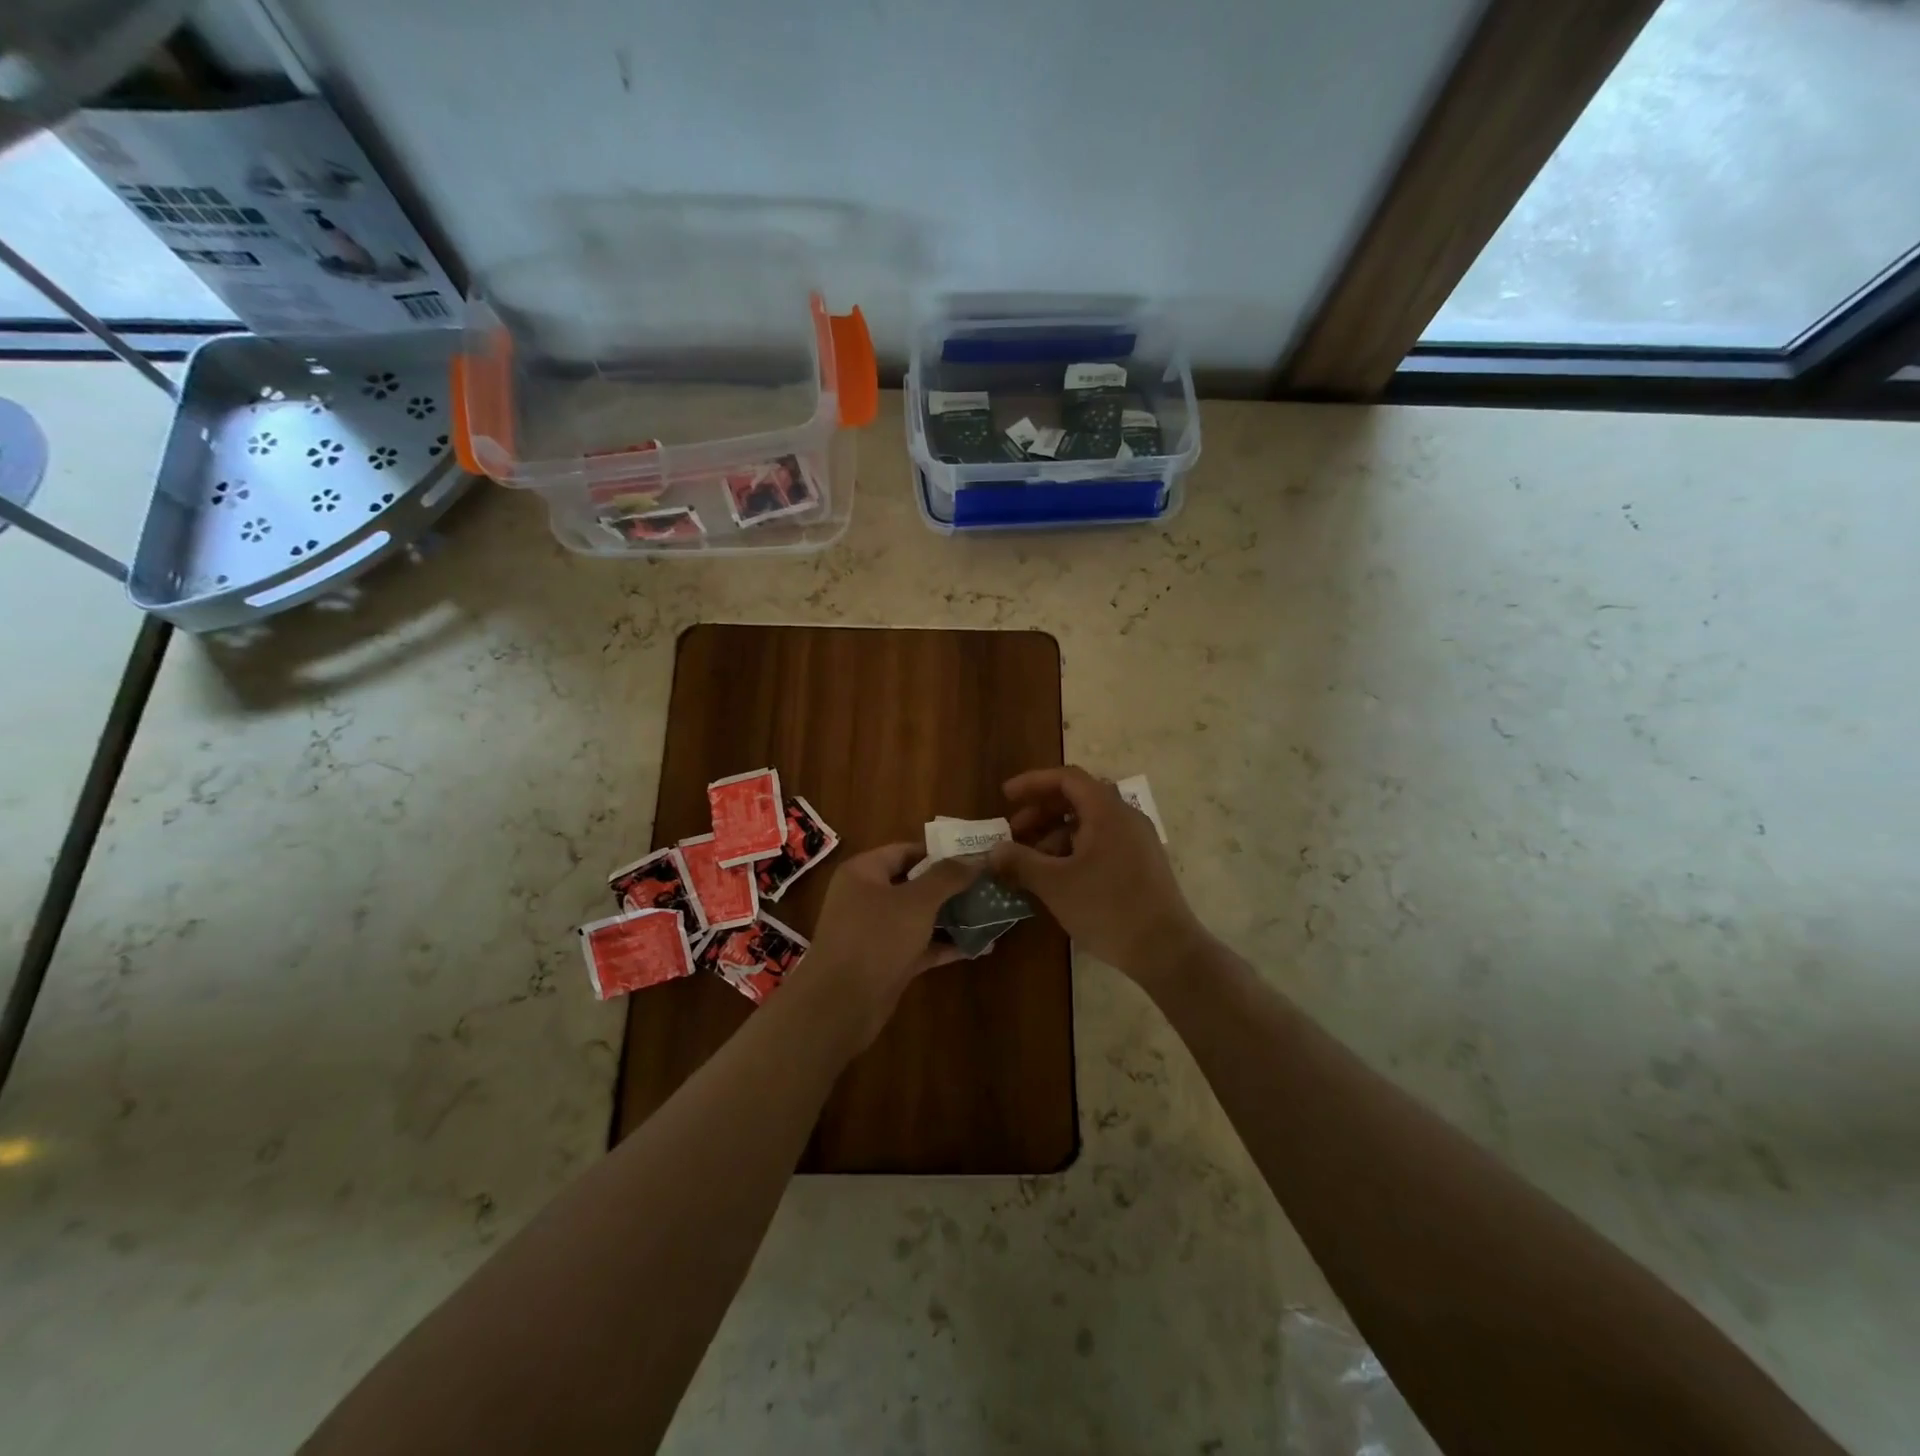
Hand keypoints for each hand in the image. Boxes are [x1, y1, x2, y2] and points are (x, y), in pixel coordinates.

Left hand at [789, 844, 976, 1048]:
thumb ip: (948, 877)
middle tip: (989, 884)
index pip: (906, 851)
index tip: (976, 856)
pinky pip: (919, 945)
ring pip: (919, 916)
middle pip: (915, 884)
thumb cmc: (875, 939)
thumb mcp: (917, 901)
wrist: (839, 1006)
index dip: (941, 852)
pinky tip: (978, 945)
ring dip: (952, 916)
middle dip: (951, 886)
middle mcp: (866, 897)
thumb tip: (977, 857)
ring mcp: (875, 932)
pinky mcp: (885, 962)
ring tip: (991, 912)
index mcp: (863, 872)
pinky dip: (944, 944)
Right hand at [988, 766, 1211, 986]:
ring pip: (1089, 823)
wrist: (1166, 950)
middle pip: (1078, 798)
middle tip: (1014, 832)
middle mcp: (1125, 817)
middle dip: (1041, 811)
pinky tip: (1058, 878)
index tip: (1006, 797)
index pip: (1067, 778)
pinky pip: (1102, 842)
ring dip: (1056, 834)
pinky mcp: (1141, 863)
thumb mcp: (1055, 885)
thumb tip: (993, 851)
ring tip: (1032, 863)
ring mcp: (1137, 840)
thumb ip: (1021, 862)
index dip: (1033, 783)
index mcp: (1107, 811)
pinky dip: (1075, 850)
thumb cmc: (1108, 909)